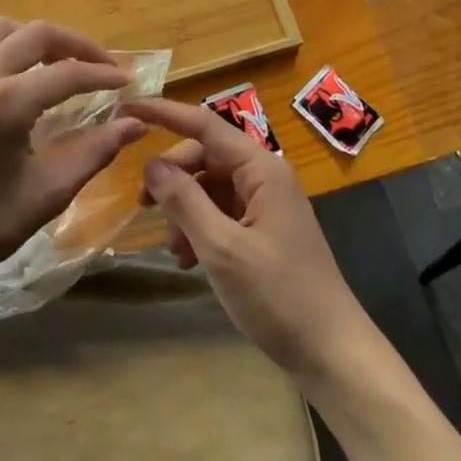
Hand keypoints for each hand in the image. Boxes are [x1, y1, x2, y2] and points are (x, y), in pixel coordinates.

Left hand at [0, 19, 146, 301]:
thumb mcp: (46, 194)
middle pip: (37, 33)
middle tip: (103, 67)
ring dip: (41, 39)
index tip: (129, 82)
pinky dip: (13, 49)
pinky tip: (26, 79)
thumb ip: (95, 151)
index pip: (67, 73)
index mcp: (4, 104)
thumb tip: (136, 122)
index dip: (104, 74)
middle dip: (77, 44)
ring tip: (65, 65)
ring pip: (6, 31)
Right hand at [125, 98, 373, 384]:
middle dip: (173, 177)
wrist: (333, 353)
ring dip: (185, 210)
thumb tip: (152, 163)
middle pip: (206, 156)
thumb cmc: (279, 296)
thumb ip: (185, 201)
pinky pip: (222, 213)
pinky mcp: (265, 231)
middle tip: (142, 205)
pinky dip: (200, 229)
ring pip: (211, 187)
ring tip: (174, 249)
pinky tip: (189, 260)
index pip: (204, 124)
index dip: (164, 112)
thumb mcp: (222, 249)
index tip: (128, 106)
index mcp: (261, 168)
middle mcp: (264, 176)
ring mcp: (266, 204)